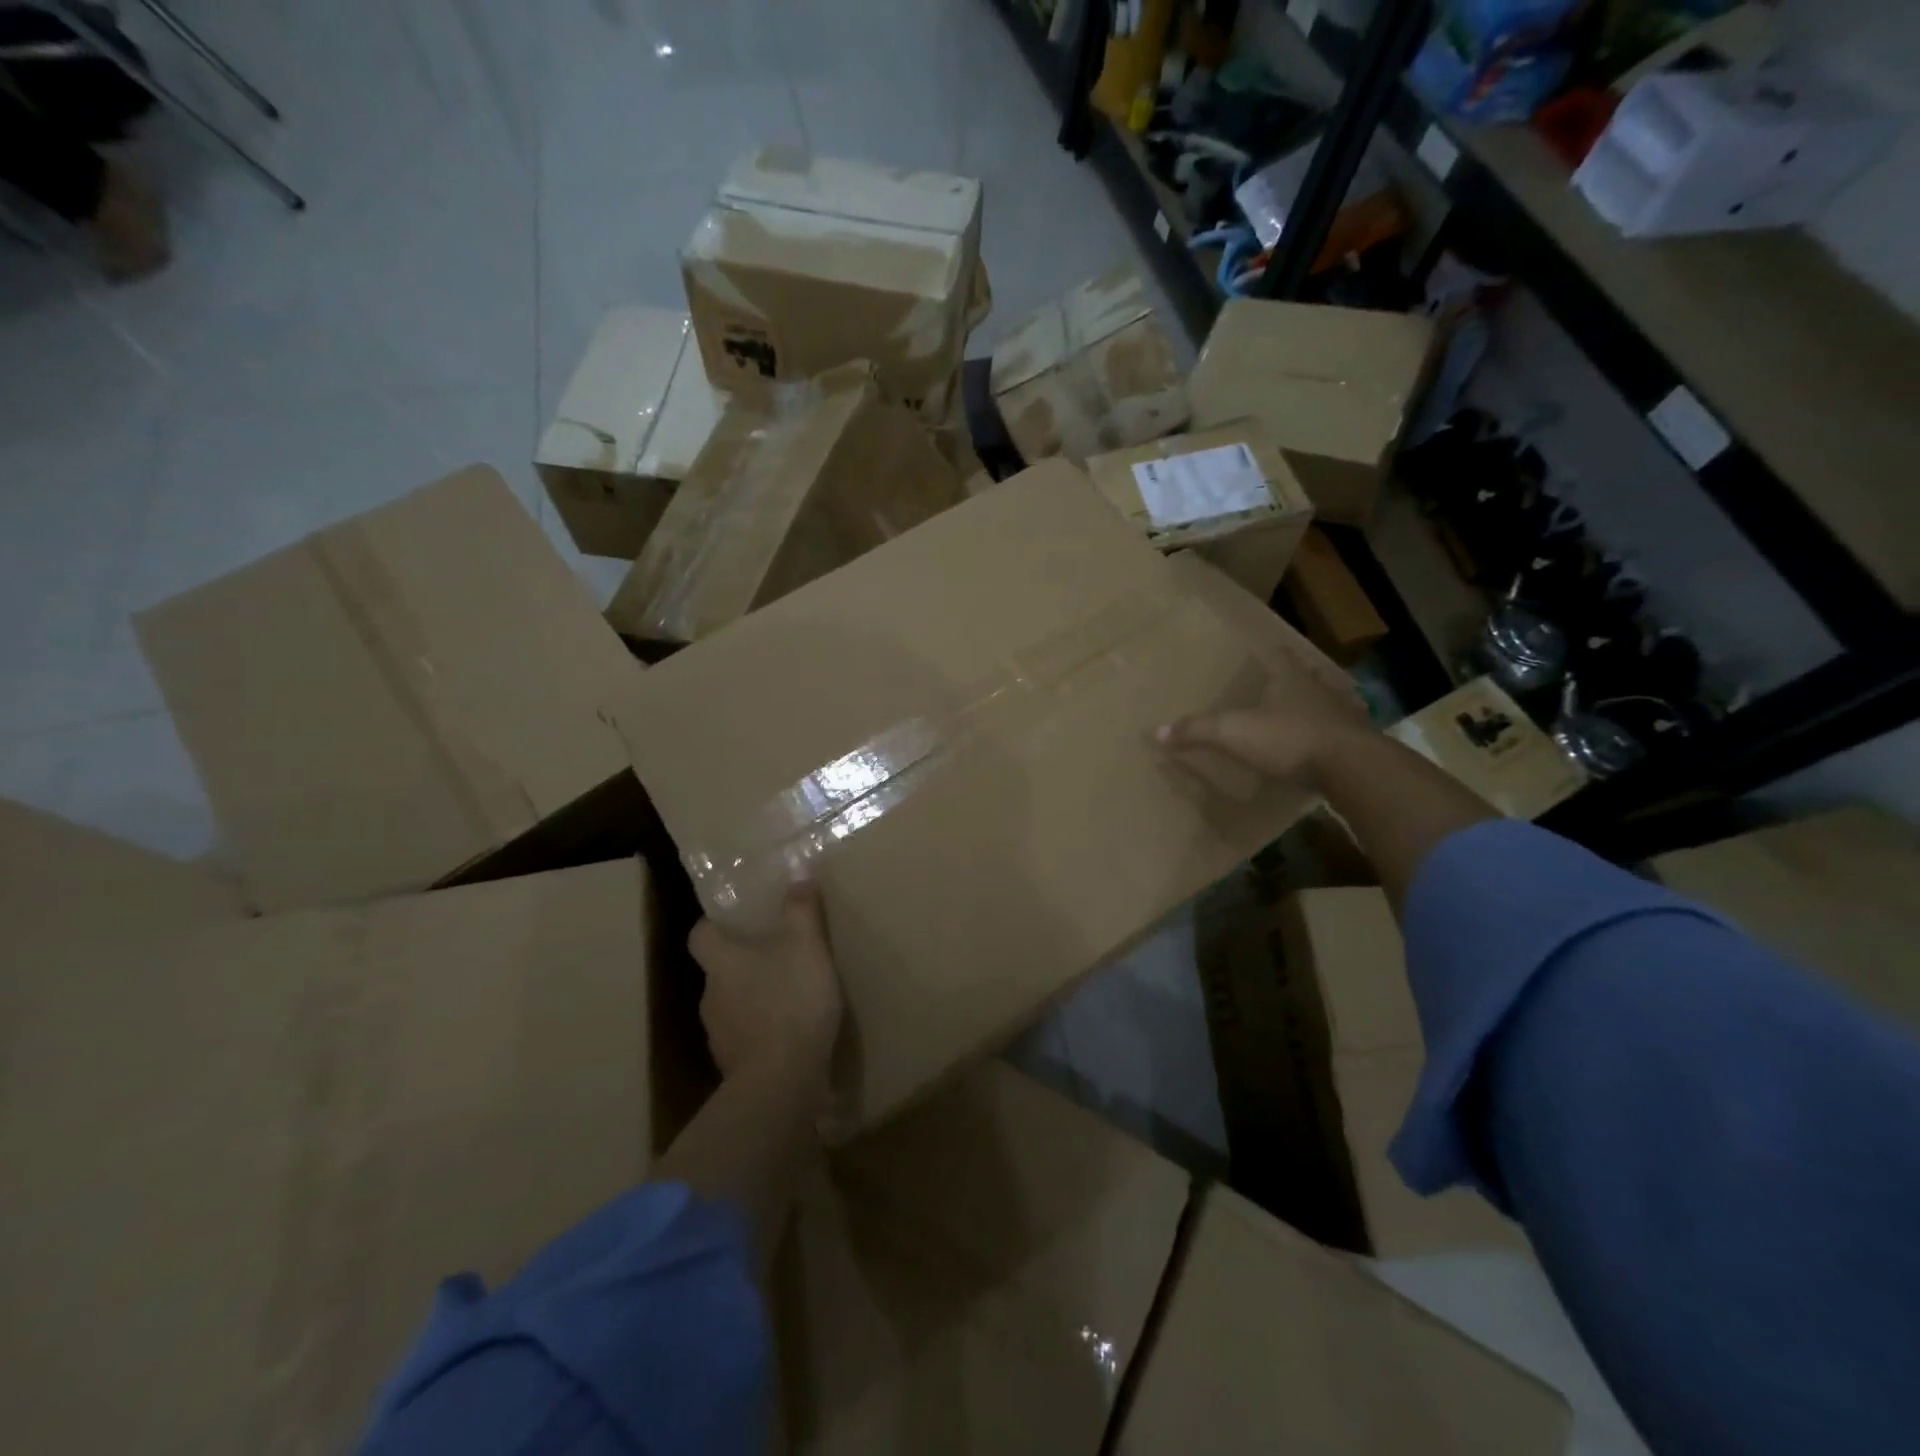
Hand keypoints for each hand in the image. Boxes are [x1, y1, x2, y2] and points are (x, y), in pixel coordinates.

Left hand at [689, 884, 843, 1087]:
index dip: (714, 926)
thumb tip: (797, 875)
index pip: (700, 936)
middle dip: (743, 963)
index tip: (735, 922)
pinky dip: (763, 1033)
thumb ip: (801, 910)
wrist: (781, 1081)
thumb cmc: (789, 1000)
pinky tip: (790, 1034)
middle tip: (777, 954)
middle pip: (718, 971)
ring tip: (789, 996)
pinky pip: (746, 1039)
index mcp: (721, 962)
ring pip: (732, 1006)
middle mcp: (710, 996)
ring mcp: (719, 1036)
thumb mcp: (806, 945)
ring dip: (754, 999)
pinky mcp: (734, 1067)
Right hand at [1157, 651, 1369, 790]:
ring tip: (1300, 715)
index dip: (1271, 653)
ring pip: (1327, 702)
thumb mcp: (1233, 733)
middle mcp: (1319, 689)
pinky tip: (1323, 746)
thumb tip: (1155, 731)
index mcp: (1290, 678)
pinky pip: (1340, 733)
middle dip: (1293, 679)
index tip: (1265, 651)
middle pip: (1306, 676)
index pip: (1280, 655)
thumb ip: (1196, 731)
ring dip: (1315, 707)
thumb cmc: (1288, 738)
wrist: (1352, 767)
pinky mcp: (1358, 742)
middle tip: (1278, 685)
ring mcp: (1344, 715)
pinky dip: (1330, 736)